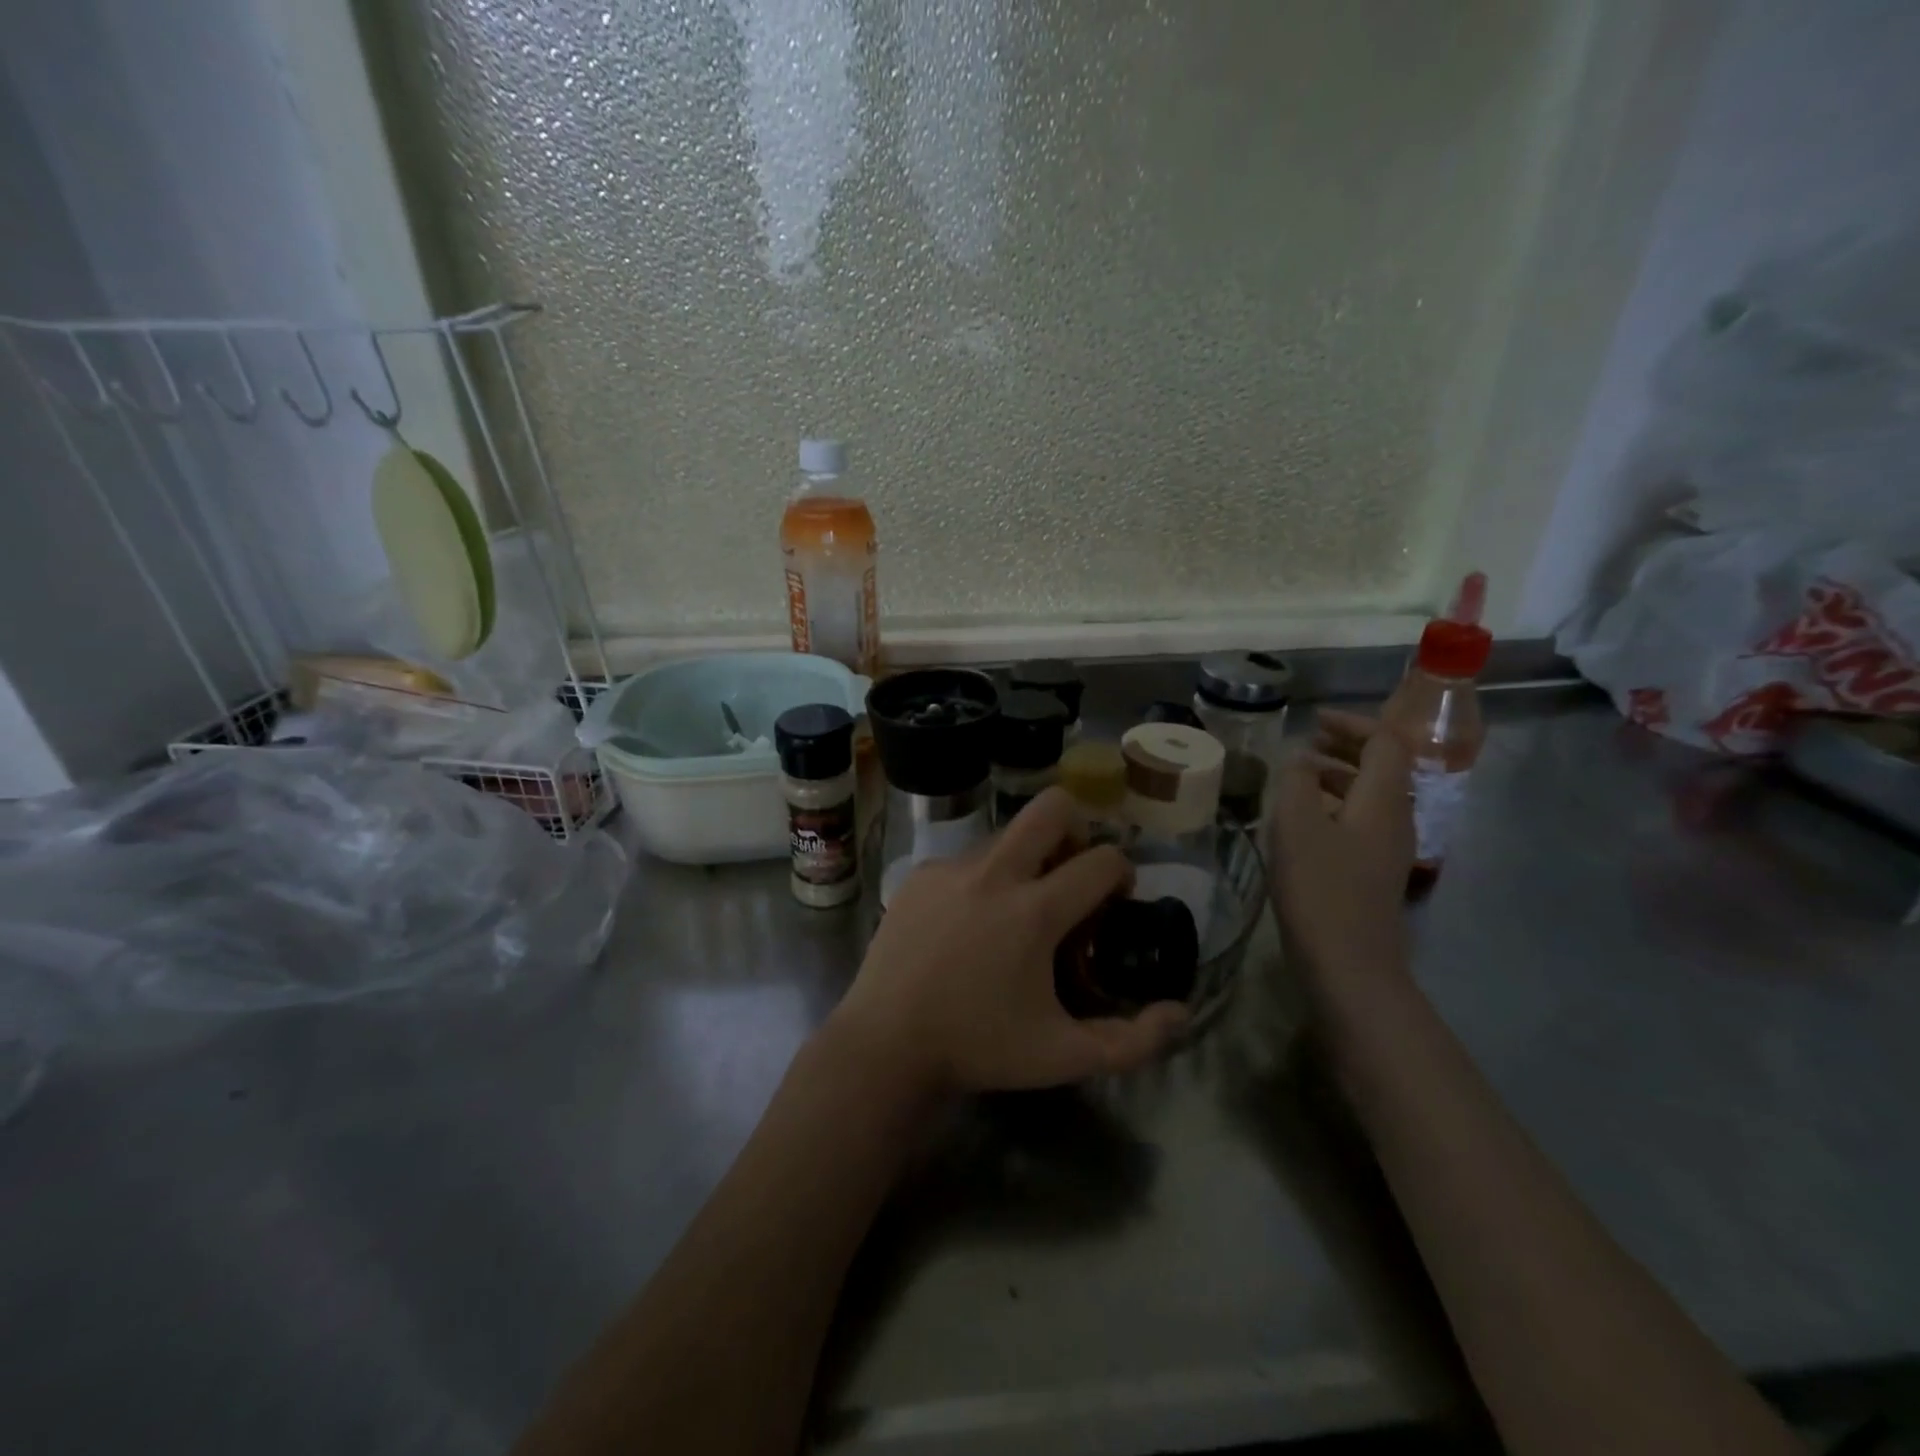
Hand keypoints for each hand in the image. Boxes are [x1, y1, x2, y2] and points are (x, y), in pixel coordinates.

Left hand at [827, 789, 1189, 1094]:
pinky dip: (983, 879)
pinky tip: (968, 925)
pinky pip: (966, 859)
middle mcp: (994, 874)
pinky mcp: (919, 875)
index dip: (1122, 874)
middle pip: (1051, 807)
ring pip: (1007, 835)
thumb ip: (1132, 1040)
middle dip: (1076, 829)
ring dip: (1026, 860)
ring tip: (1014, 913)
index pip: (1103, 860)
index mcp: (1034, 911)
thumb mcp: (1064, 1056)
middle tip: (1071, 875)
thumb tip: (1180, 1012)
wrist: (886, 1045)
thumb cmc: (979, 1049)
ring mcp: (950, 869)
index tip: (1114, 901)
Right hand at [1269, 709, 1415, 1000]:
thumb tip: (1301, 759)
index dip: (1352, 723)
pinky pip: (1362, 822)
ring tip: (1300, 776)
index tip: (1314, 721)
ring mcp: (1389, 849)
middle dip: (1347, 746)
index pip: (1385, 742)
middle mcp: (1397, 819)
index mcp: (1384, 800)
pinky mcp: (1374, 873)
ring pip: (1371, 796)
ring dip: (1340, 776)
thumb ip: (1297, 782)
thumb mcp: (1296, 826)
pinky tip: (1304, 820)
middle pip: (1384, 767)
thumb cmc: (1321, 890)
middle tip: (1307, 741)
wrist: (1349, 967)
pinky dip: (1336, 805)